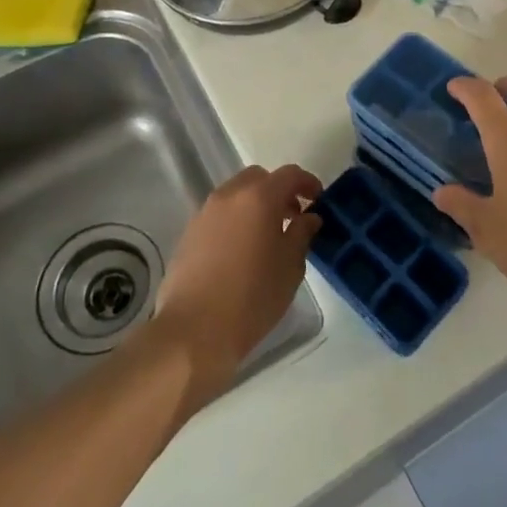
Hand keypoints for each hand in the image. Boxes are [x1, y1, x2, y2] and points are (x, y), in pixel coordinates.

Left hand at [156, 164, 320, 390]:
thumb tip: (309, 217)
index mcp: (258, 197)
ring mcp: (204, 213)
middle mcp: (229, 196)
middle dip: (279, 191)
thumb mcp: (290, 267)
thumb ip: (302, 234)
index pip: (289, 174)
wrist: (193, 331)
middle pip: (259, 178)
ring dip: (255, 206)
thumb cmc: (252, 298)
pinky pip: (219, 215)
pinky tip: (241, 252)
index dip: (308, 183)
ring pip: (236, 195)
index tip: (318, 200)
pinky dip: (235, 221)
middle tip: (293, 217)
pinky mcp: (188, 233)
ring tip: (267, 237)